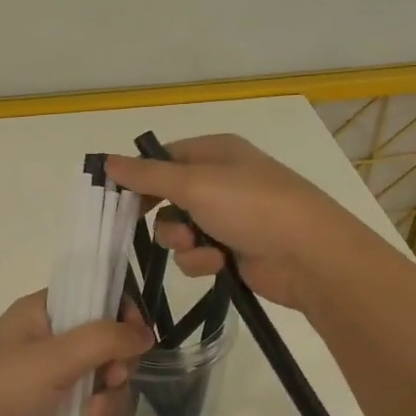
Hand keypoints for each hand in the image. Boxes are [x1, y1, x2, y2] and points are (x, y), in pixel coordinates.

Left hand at [0, 291, 151, 415]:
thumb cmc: (0, 391)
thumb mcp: (53, 358)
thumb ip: (103, 339)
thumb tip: (146, 334)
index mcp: (43, 312)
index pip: (96, 297)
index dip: (122, 314)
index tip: (138, 339)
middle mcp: (50, 340)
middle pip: (108, 341)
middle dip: (118, 364)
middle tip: (112, 379)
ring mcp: (54, 379)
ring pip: (106, 379)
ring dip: (111, 398)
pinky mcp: (56, 414)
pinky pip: (96, 408)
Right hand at [105, 135, 365, 311]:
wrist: (310, 256)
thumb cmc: (252, 206)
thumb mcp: (195, 184)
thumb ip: (147, 175)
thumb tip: (106, 160)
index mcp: (216, 152)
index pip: (164, 158)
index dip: (140, 177)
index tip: (116, 197)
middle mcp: (221, 180)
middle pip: (168, 196)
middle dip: (161, 215)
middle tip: (143, 224)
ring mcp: (229, 217)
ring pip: (179, 229)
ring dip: (181, 242)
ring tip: (199, 246)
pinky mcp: (234, 250)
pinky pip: (198, 254)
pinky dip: (202, 260)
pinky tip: (218, 263)